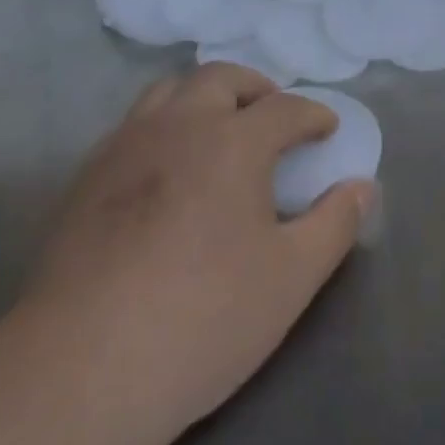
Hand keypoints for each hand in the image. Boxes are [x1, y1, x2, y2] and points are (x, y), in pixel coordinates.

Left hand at [19, 63, 371, 439]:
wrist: (82, 367)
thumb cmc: (202, 318)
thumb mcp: (290, 279)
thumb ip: (334, 224)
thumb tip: (363, 187)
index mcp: (233, 140)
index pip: (285, 108)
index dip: (312, 115)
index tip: (327, 129)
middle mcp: (180, 124)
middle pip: (222, 78)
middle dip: (256, 88)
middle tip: (271, 113)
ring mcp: (127, 144)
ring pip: (170, 90)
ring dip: (203, 95)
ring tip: (217, 127)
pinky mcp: (87, 176)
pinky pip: (133, 124)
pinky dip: (162, 126)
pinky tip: (163, 168)